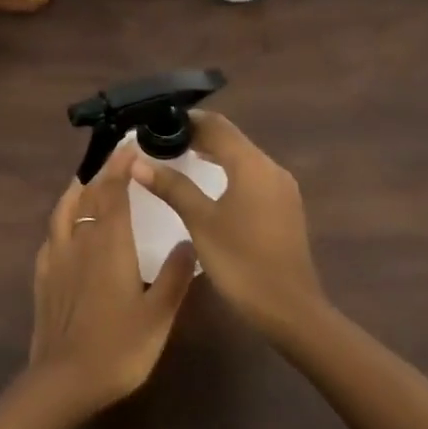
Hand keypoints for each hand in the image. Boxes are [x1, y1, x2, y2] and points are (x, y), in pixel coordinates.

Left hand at [29, 142, 195, 415]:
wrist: (64, 381)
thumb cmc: (119, 348)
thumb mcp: (158, 315)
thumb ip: (174, 276)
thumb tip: (188, 241)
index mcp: (110, 244)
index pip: (114, 192)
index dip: (120, 166)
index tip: (129, 146)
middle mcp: (80, 242)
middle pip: (88, 196)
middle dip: (102, 173)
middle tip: (115, 158)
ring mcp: (57, 259)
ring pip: (64, 212)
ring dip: (76, 191)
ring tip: (85, 181)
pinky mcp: (43, 278)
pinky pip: (51, 236)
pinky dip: (60, 221)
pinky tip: (64, 229)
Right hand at [130, 110, 327, 342]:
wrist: (290, 309)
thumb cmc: (241, 262)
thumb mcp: (200, 222)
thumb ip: (172, 187)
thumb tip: (137, 161)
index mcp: (252, 165)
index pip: (217, 125)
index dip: (187, 119)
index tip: (157, 122)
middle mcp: (271, 168)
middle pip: (232, 139)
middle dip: (198, 135)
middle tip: (162, 139)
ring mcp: (282, 189)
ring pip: (243, 157)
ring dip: (214, 153)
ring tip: (179, 156)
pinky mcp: (284, 207)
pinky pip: (252, 176)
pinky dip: (228, 171)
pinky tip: (210, 185)